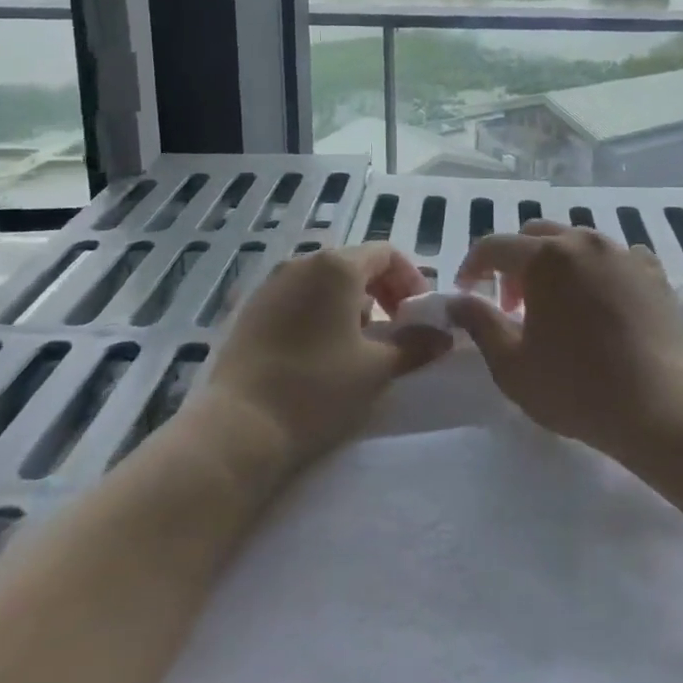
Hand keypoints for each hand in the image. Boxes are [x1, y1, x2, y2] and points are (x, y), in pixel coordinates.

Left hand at [194, 245, 452, 470]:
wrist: (239, 428)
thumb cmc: (318, 388)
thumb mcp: (377, 368)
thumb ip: (416, 345)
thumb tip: (443, 335)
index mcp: (337, 266)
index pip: (386, 254)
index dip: (410, 280)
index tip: (419, 315)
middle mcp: (302, 263)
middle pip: (354, 264)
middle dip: (382, 293)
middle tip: (396, 330)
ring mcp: (271, 284)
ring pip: (325, 283)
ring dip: (352, 305)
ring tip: (361, 346)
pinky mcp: (251, 310)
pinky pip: (298, 299)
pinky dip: (320, 314)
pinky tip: (322, 353)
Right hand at [450, 222, 682, 459]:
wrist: (659, 406)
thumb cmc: (575, 387)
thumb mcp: (511, 363)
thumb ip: (479, 322)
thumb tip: (457, 300)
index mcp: (545, 257)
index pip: (494, 246)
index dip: (472, 266)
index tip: (465, 292)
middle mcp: (583, 241)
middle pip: (536, 235)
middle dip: (515, 263)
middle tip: (512, 306)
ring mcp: (622, 252)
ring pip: (576, 242)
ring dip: (555, 264)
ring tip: (557, 305)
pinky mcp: (652, 270)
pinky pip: (615, 257)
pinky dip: (597, 271)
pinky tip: (600, 301)